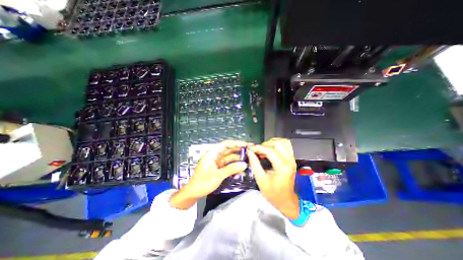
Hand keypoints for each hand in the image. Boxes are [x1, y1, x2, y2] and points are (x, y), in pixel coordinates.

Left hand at [169, 140, 249, 209]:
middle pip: (229, 150)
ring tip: (249, 160)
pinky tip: (242, 170)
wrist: (193, 193)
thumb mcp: (218, 175)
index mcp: (212, 153)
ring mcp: (217, 161)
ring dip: (238, 159)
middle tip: (250, 150)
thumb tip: (244, 164)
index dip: (236, 143)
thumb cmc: (203, 182)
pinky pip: (228, 164)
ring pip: (230, 157)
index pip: (226, 144)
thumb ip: (231, 169)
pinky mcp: (219, 167)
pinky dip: (235, 166)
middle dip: (239, 150)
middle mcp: (215, 155)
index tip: (246, 144)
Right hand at [248, 139, 298, 218]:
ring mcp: (292, 159)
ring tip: (264, 149)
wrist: (286, 200)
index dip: (258, 148)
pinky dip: (277, 145)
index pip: (270, 151)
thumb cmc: (274, 194)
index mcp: (282, 168)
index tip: (251, 149)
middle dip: (265, 144)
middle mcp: (289, 161)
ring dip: (272, 143)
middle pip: (278, 143)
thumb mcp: (261, 180)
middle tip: (258, 151)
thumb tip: (249, 153)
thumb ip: (254, 164)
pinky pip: (286, 145)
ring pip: (283, 142)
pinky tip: (271, 150)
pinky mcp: (291, 159)